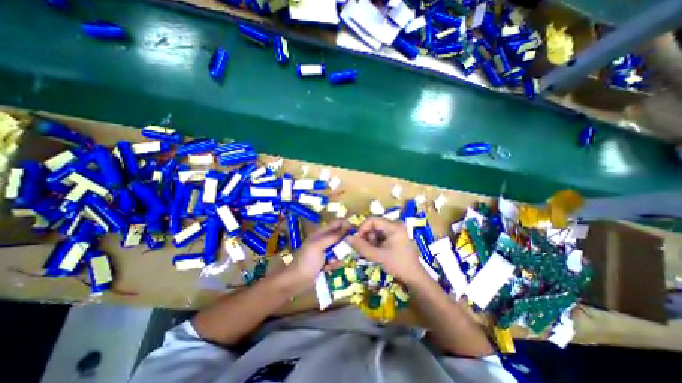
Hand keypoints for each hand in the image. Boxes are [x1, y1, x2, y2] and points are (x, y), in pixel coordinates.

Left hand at [285, 219, 354, 290]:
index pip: (337, 223)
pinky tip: (327, 268)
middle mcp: (325, 240)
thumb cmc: (307, 260)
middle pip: (340, 236)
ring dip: (338, 256)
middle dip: (343, 244)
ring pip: (340, 249)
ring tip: (331, 262)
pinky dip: (334, 264)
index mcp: (321, 233)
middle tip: (344, 252)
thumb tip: (347, 229)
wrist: (296, 280)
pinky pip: (336, 259)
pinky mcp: (326, 261)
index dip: (347, 225)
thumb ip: (333, 237)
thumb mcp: (319, 245)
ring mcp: (325, 251)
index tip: (356, 233)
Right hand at [346, 217, 423, 285]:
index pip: (372, 220)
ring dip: (371, 241)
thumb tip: (347, 238)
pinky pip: (381, 236)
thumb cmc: (398, 265)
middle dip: (367, 236)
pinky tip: (377, 252)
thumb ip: (361, 246)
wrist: (414, 277)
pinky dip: (376, 243)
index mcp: (393, 226)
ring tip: (373, 253)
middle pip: (374, 225)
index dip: (362, 228)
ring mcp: (396, 231)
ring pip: (376, 231)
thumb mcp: (378, 256)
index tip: (358, 240)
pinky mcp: (395, 237)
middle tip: (366, 249)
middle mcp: (395, 225)